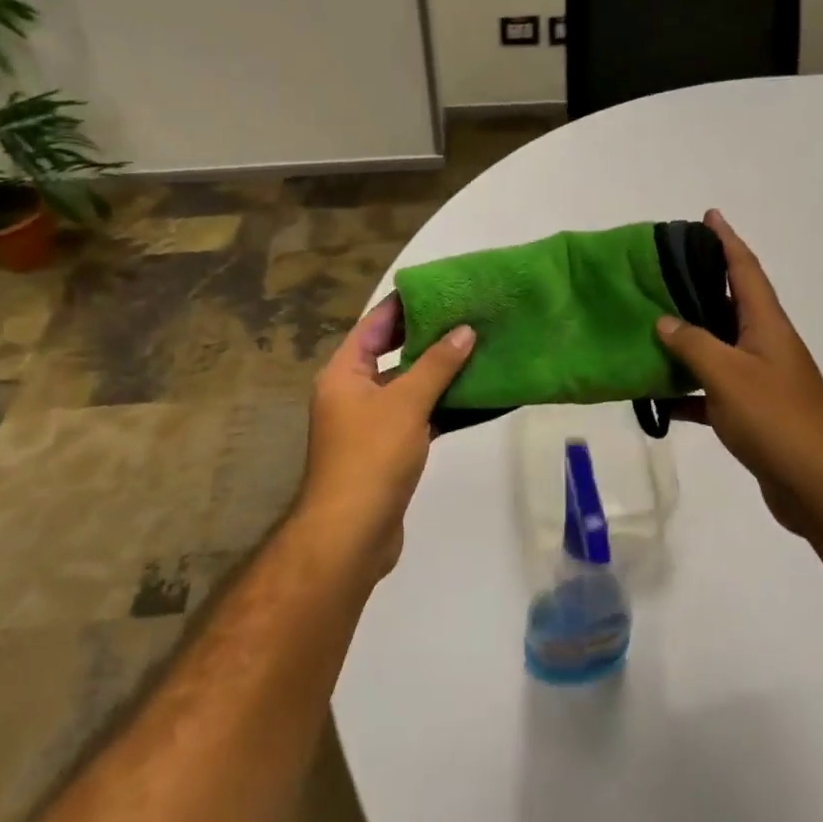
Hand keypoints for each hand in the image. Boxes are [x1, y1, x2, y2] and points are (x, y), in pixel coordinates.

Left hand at [294, 296, 475, 575]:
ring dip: (440, 372)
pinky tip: (475, 395)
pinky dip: (442, 405)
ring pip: (409, 386)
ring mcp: (370, 424)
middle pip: (392, 354)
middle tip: (469, 315)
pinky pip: (418, 415)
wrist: (352, 534)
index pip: (374, 325)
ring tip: (479, 348)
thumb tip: (465, 330)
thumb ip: (437, 365)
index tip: (440, 287)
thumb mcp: (406, 403)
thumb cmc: (371, 457)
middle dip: (429, 337)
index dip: (405, 305)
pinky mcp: (389, 450)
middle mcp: (353, 393)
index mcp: (344, 373)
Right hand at [657, 210, 822, 540]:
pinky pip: (712, 392)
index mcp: (766, 325)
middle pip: (730, 304)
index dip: (727, 240)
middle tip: (663, 271)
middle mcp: (765, 345)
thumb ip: (693, 344)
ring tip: (650, 325)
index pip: (746, 270)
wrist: (818, 484)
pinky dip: (687, 392)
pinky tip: (658, 399)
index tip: (709, 215)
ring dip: (688, 338)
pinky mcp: (752, 413)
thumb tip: (664, 320)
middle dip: (701, 284)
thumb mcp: (728, 375)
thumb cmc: (776, 418)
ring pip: (717, 348)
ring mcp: (760, 380)